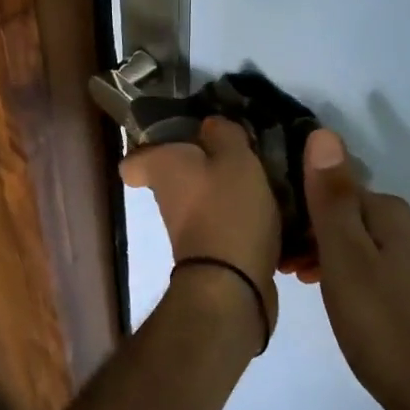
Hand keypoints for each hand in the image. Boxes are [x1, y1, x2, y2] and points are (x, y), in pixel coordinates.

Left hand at [123, 117, 281, 330]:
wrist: (233, 284)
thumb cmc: (228, 209)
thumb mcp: (235, 157)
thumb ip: (224, 133)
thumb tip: (211, 125)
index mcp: (162, 169)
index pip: (133, 161)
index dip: (150, 147)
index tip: (179, 138)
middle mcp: (167, 199)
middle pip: (179, 176)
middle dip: (206, 164)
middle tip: (240, 151)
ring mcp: (188, 229)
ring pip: (206, 200)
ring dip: (231, 191)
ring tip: (267, 177)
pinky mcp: (213, 252)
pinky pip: (228, 224)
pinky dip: (246, 218)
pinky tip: (276, 209)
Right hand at [302, 128, 409, 409]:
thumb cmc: (381, 325)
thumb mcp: (345, 259)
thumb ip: (331, 198)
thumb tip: (323, 133)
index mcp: (395, 214)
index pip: (336, 188)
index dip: (301, 207)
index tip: (273, 235)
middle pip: (348, 213)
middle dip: (311, 230)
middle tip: (281, 263)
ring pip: (359, 240)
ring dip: (326, 252)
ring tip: (298, 279)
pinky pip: (373, 263)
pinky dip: (347, 271)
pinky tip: (333, 295)